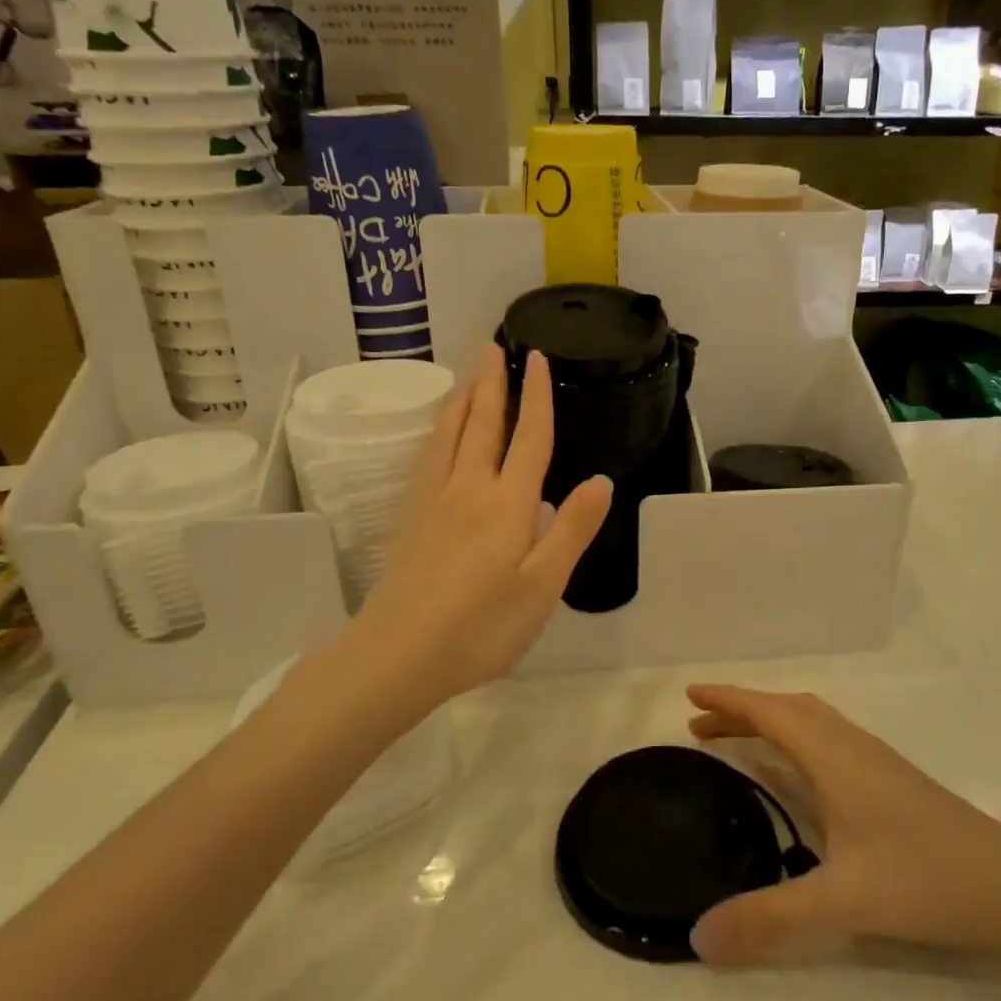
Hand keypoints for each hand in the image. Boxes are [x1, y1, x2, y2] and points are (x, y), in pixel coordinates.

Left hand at [351, 346, 611, 708]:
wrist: (400, 653)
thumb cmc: (483, 626)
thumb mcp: (543, 585)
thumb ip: (571, 529)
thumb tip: (600, 480)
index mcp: (508, 503)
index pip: (529, 438)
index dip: (536, 397)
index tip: (535, 358)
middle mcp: (468, 489)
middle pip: (482, 424)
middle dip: (491, 384)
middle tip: (492, 346)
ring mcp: (432, 502)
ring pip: (447, 435)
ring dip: (461, 400)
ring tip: (467, 375)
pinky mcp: (409, 519)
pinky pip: (425, 457)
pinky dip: (436, 432)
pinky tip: (435, 435)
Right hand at [686, 685, 1000, 966]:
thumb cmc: (925, 878)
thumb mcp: (843, 902)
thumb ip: (770, 919)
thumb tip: (697, 938)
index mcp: (833, 756)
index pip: (769, 712)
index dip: (728, 700)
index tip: (690, 696)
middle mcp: (851, 746)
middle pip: (787, 710)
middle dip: (742, 712)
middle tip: (701, 729)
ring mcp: (876, 761)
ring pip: (812, 722)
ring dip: (771, 722)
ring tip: (740, 744)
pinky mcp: (892, 780)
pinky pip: (828, 739)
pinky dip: (797, 738)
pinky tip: (800, 775)